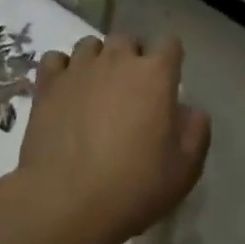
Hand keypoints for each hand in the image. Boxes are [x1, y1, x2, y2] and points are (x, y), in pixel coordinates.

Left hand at [13, 34, 210, 243]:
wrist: (66, 203)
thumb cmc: (133, 187)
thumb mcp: (184, 170)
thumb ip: (196, 133)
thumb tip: (192, 112)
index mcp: (155, 74)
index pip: (170, 44)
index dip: (170, 61)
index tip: (167, 84)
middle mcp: (117, 59)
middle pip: (128, 40)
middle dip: (132, 57)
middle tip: (131, 91)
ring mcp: (79, 69)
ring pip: (90, 45)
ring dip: (97, 60)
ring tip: (96, 89)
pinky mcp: (48, 84)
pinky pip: (55, 59)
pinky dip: (61, 70)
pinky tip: (65, 91)